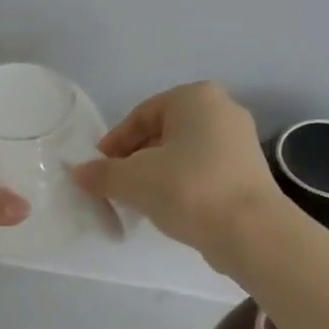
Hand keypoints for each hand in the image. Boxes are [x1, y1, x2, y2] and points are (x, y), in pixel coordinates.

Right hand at [71, 81, 286, 263]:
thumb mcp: (133, 180)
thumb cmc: (188, 189)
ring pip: (184, 154)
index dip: (114, 143)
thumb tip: (79, 173)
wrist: (250, 231)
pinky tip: (170, 209)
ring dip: (158, 174)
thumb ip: (102, 174)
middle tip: (116, 186)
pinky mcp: (249, 172)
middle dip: (136, 159)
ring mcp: (240, 142)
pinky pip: (204, 172)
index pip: (141, 115)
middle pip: (164, 133)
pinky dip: (183, 185)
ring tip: (140, 201)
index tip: (98, 170)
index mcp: (196, 97)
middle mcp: (223, 110)